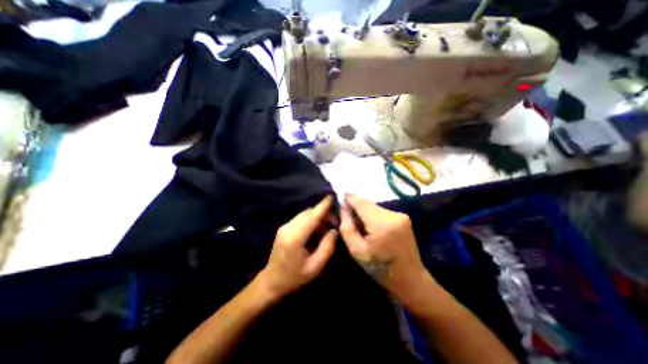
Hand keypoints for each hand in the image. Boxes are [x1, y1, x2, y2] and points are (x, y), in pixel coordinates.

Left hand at [257, 196, 336, 297]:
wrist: (271, 282)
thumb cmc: (294, 278)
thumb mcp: (315, 267)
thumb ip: (327, 247)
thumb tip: (334, 231)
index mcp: (295, 238)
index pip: (311, 217)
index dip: (322, 206)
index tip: (331, 196)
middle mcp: (288, 228)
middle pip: (308, 213)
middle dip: (323, 214)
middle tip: (335, 223)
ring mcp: (284, 227)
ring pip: (304, 215)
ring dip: (317, 218)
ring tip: (327, 229)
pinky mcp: (284, 228)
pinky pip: (300, 219)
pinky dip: (311, 221)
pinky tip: (316, 231)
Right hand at [340, 193, 428, 303]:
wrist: (410, 279)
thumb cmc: (380, 268)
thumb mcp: (356, 251)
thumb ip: (347, 227)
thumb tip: (343, 208)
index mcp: (381, 224)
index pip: (361, 202)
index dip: (349, 198)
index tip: (339, 198)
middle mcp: (393, 215)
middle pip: (368, 204)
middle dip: (356, 208)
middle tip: (348, 218)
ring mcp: (401, 215)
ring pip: (374, 207)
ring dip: (365, 213)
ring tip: (361, 227)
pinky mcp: (404, 217)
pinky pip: (382, 212)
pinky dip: (373, 216)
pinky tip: (372, 228)